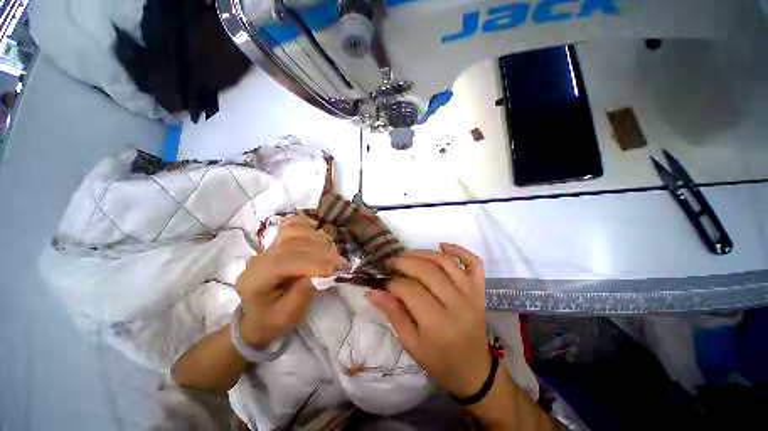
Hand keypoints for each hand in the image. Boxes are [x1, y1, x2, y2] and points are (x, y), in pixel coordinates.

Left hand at [236, 214, 346, 346]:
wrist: (257, 318)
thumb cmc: (273, 320)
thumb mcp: (289, 315)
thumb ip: (304, 292)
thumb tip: (323, 273)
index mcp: (256, 278)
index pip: (288, 261)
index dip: (316, 263)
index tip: (337, 269)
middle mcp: (259, 258)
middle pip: (294, 244)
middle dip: (321, 252)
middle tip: (341, 262)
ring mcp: (265, 248)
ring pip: (293, 231)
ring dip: (317, 239)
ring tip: (332, 252)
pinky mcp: (274, 243)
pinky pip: (289, 225)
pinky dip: (304, 223)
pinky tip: (315, 226)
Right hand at [367, 243, 489, 397]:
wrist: (474, 370)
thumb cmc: (439, 361)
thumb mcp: (411, 344)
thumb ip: (393, 314)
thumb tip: (373, 292)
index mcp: (439, 325)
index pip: (411, 291)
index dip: (392, 283)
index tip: (381, 281)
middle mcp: (458, 304)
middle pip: (428, 272)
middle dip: (404, 263)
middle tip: (391, 263)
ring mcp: (472, 294)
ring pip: (446, 262)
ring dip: (424, 253)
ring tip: (407, 254)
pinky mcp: (480, 289)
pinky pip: (474, 262)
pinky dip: (459, 249)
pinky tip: (442, 246)